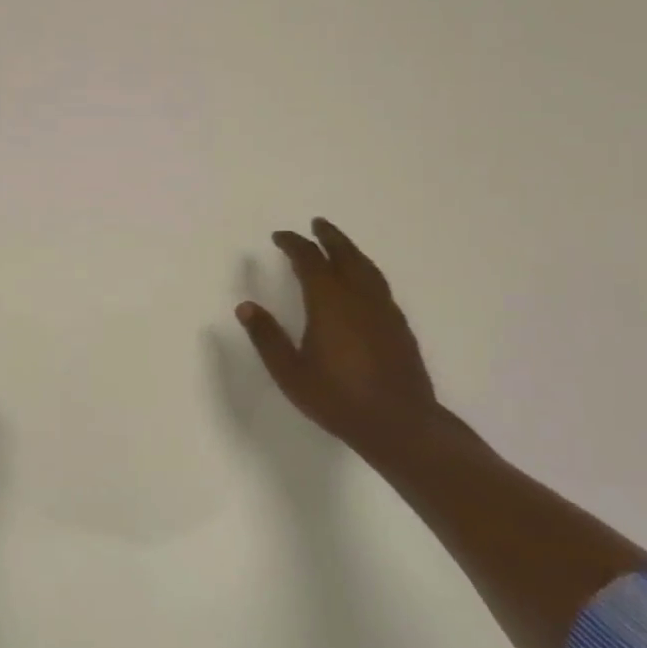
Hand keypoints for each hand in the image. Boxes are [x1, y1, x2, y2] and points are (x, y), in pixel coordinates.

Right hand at [235, 218, 447, 458]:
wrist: (400, 424)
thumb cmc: (338, 398)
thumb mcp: (290, 372)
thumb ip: (267, 337)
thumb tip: (245, 307)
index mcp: (329, 302)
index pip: (309, 260)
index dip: (293, 244)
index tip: (280, 236)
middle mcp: (358, 297)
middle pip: (344, 255)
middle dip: (329, 237)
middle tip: (317, 223)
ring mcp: (383, 310)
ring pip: (366, 267)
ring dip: (350, 250)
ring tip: (339, 244)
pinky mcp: (399, 325)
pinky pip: (379, 284)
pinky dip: (365, 270)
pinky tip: (362, 282)